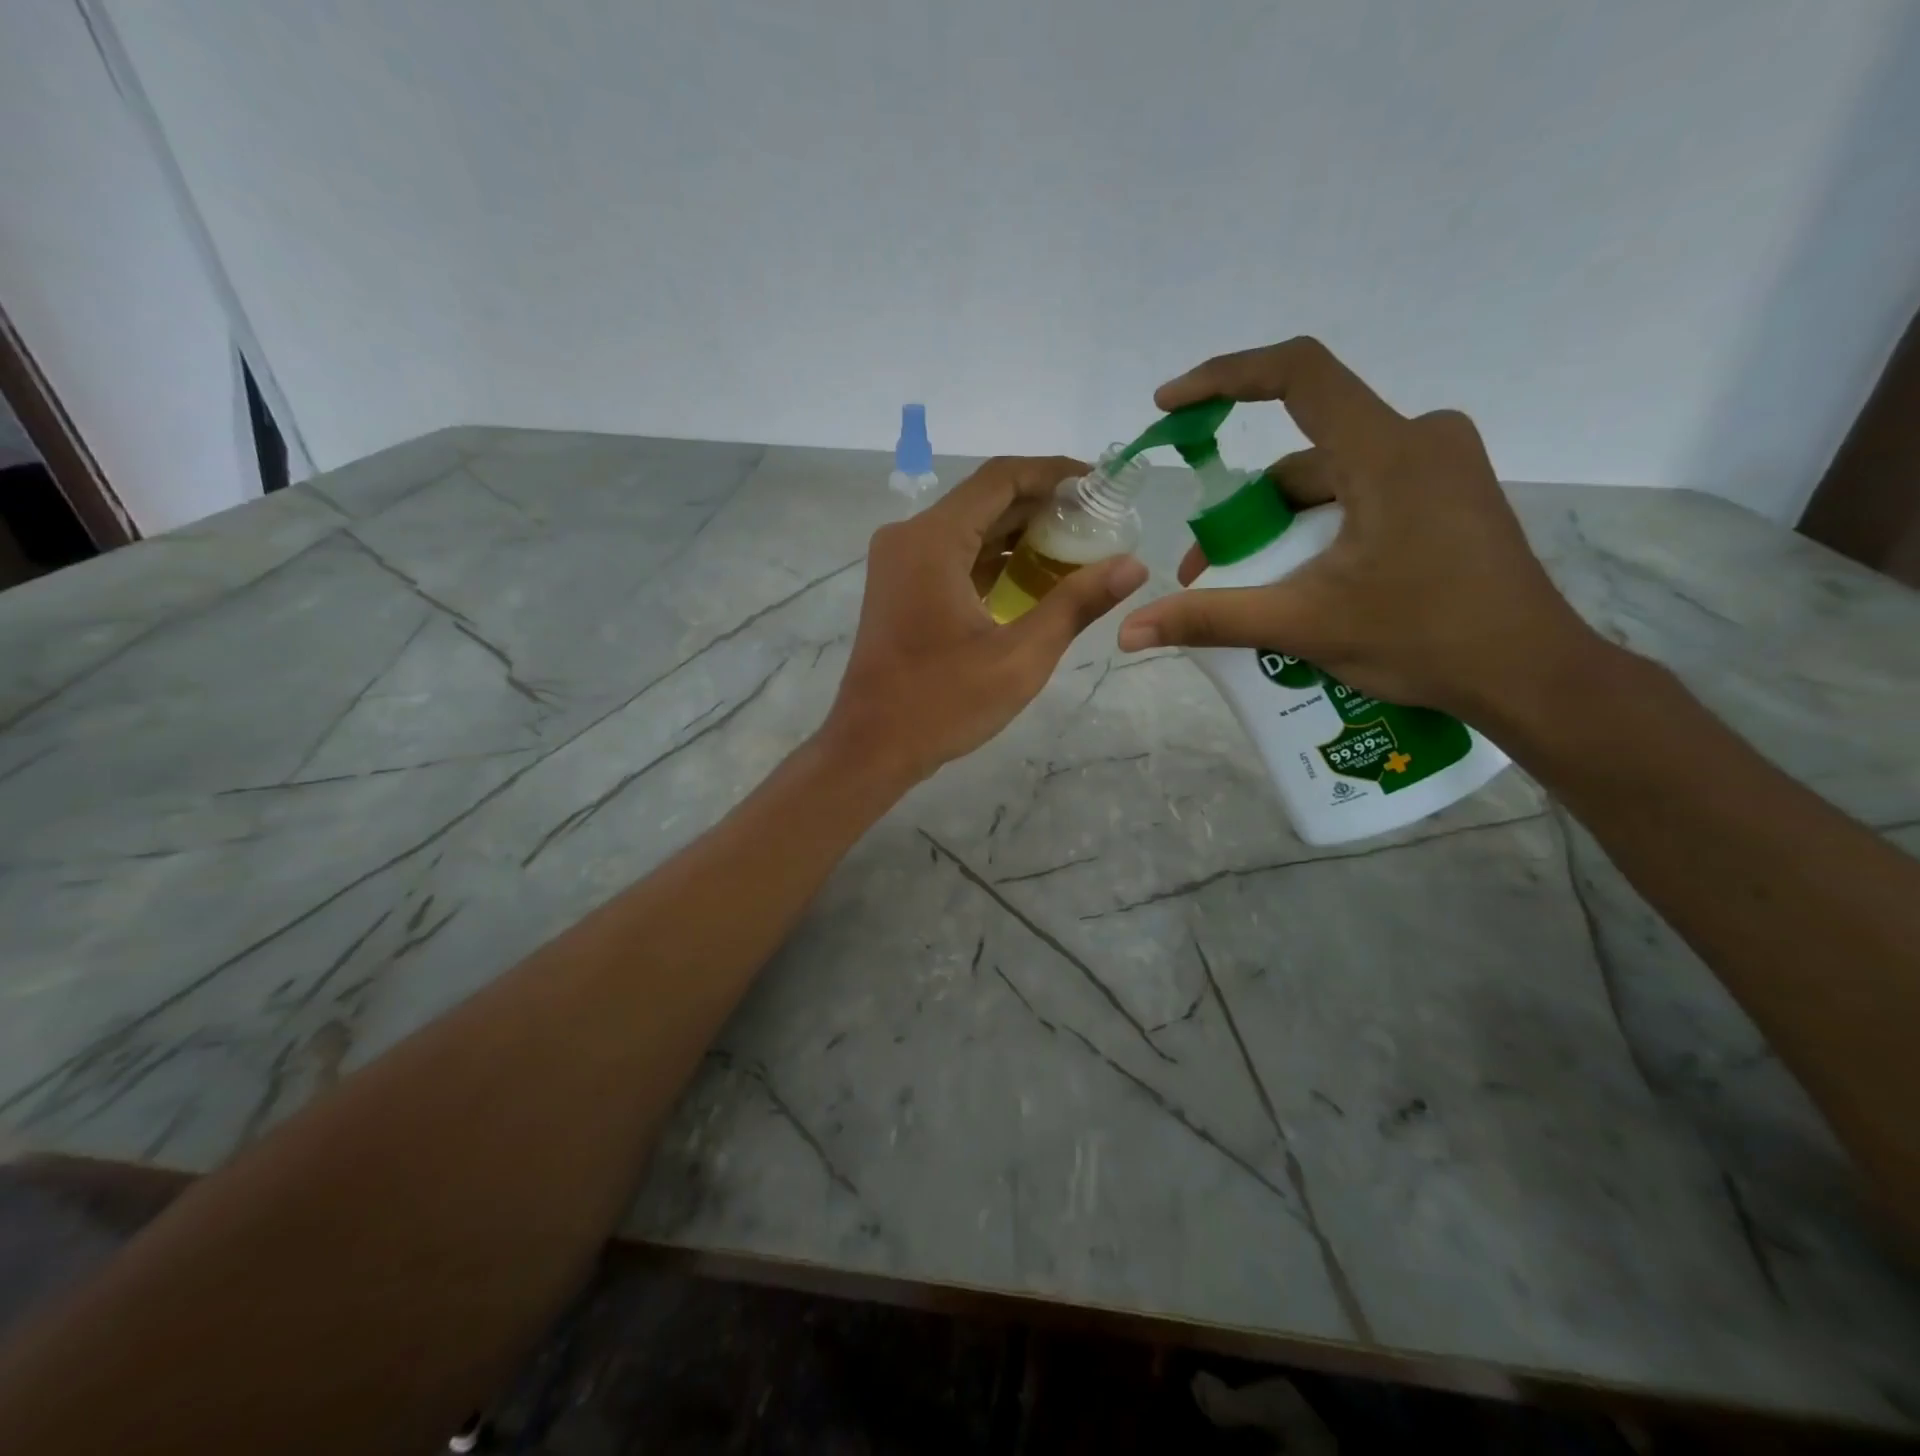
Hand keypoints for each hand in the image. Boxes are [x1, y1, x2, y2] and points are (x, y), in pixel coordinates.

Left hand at [823, 457, 1148, 783]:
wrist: (871, 748)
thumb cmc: (942, 703)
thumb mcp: (1020, 656)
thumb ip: (1076, 604)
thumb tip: (1134, 564)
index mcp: (932, 540)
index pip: (1001, 478)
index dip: (1055, 474)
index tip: (1102, 485)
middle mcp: (909, 538)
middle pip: (986, 500)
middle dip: (1043, 507)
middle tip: (1100, 522)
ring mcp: (900, 563)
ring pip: (970, 529)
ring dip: (1020, 535)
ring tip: (1079, 549)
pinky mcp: (901, 588)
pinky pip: (954, 557)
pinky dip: (994, 561)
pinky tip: (1035, 579)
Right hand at [1115, 337, 1603, 721]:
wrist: (1531, 675)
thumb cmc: (1424, 639)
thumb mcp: (1304, 625)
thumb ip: (1212, 619)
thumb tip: (1129, 631)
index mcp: (1388, 451)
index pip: (1297, 374)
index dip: (1224, 378)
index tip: (1171, 406)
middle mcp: (1420, 438)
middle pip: (1303, 455)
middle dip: (1246, 512)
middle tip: (1208, 573)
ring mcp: (1440, 467)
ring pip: (1330, 482)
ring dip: (1280, 530)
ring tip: (1251, 593)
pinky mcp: (1448, 496)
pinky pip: (1362, 496)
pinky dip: (1319, 531)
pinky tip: (1304, 583)